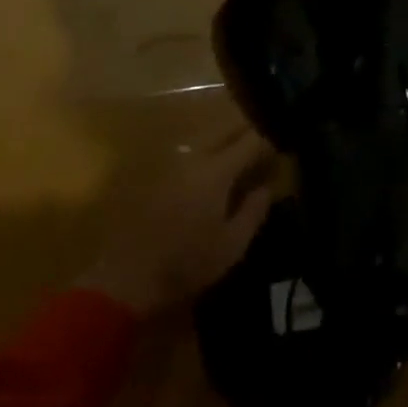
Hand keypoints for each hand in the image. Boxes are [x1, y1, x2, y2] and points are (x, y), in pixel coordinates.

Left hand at [76, 128, 274, 315]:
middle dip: (247, 132)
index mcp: (216, 171)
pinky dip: (205, 154)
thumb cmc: (186, 263)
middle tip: (263, 146)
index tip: (283, 149)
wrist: (124, 277)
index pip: (251, 142)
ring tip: (240, 155)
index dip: (270, 142)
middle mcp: (193, 157)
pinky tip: (209, 172)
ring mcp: (169, 164)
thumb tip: (268, 187)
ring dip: (225, 140)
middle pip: (226, 130)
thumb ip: (254, 211)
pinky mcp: (153, 175)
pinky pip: (188, 153)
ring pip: (205, 138)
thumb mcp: (232, 245)